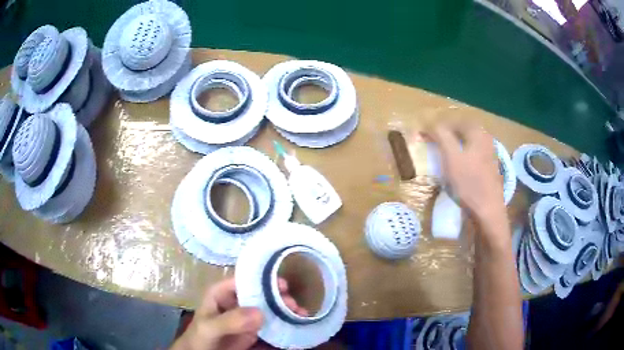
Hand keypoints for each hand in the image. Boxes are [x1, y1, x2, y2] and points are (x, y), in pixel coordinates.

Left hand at [171, 278, 307, 349]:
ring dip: (285, 308)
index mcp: (223, 292)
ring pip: (270, 306)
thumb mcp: (211, 327)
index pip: (244, 279)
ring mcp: (247, 315)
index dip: (264, 279)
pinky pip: (272, 322)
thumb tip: (260, 313)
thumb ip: (230, 320)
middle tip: (294, 305)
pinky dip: (285, 321)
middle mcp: (237, 300)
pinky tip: (297, 322)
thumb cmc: (200, 337)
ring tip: (300, 313)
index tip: (284, 285)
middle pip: (261, 292)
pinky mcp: (255, 328)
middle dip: (279, 296)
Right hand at [430, 121, 504, 222]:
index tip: (424, 134)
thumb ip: (441, 136)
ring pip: (468, 143)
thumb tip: (430, 124)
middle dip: (447, 133)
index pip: (454, 121)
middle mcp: (486, 139)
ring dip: (454, 144)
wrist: (488, 211)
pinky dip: (462, 155)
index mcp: (478, 133)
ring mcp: (490, 154)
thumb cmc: (469, 183)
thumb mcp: (451, 157)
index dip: (438, 126)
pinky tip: (457, 167)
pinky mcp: (489, 168)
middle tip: (433, 141)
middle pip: (463, 130)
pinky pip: (473, 154)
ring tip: (442, 153)